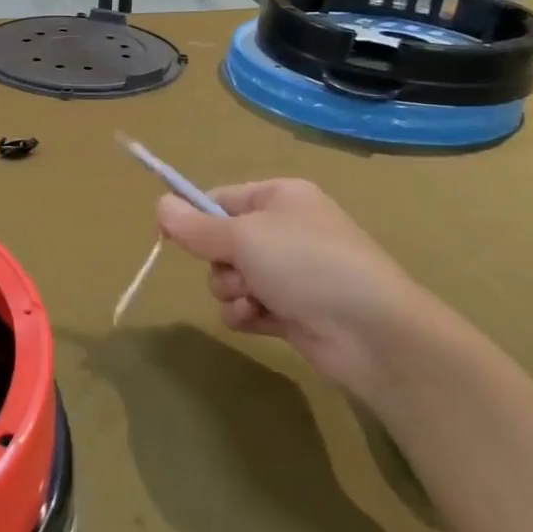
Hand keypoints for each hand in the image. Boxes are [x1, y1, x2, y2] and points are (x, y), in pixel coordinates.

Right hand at [156, 179, 435, 397]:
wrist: (374, 333)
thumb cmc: (307, 265)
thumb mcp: (244, 236)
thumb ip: (196, 225)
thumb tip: (159, 203)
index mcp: (280, 198)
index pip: (220, 198)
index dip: (194, 216)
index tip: (170, 235)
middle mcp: (285, 230)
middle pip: (221, 241)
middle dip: (219, 262)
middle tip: (237, 271)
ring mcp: (290, 273)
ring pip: (230, 277)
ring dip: (231, 292)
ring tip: (254, 300)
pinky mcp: (292, 310)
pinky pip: (247, 307)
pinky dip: (247, 314)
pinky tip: (260, 320)